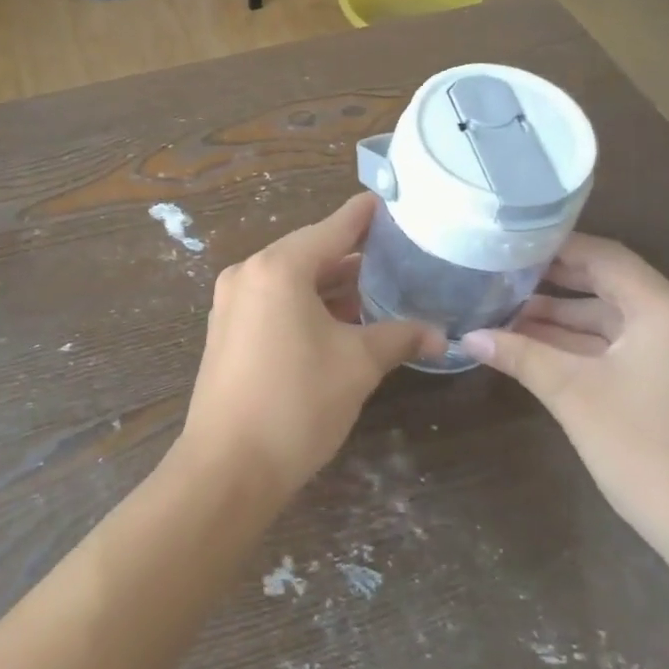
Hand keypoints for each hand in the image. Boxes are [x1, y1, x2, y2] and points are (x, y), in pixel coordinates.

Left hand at [180, 194, 442, 499]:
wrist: (227, 467)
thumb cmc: (296, 404)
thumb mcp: (357, 365)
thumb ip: (398, 338)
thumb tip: (441, 334)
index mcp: (278, 268)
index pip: (333, 228)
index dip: (366, 215)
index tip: (393, 202)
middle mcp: (249, 273)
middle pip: (310, 252)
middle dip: (353, 255)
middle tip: (398, 252)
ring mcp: (232, 301)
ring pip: (292, 279)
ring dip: (331, 284)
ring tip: (378, 288)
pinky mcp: (228, 329)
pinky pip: (274, 301)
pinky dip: (307, 303)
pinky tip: (340, 319)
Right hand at [464, 234, 668, 577]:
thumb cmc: (649, 452)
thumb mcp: (574, 396)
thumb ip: (521, 355)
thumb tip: (467, 336)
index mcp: (667, 309)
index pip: (603, 256)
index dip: (552, 247)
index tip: (505, 245)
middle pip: (610, 285)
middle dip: (552, 285)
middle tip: (497, 278)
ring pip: (616, 321)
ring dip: (565, 320)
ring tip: (505, 315)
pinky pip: (629, 348)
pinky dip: (587, 346)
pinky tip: (541, 351)